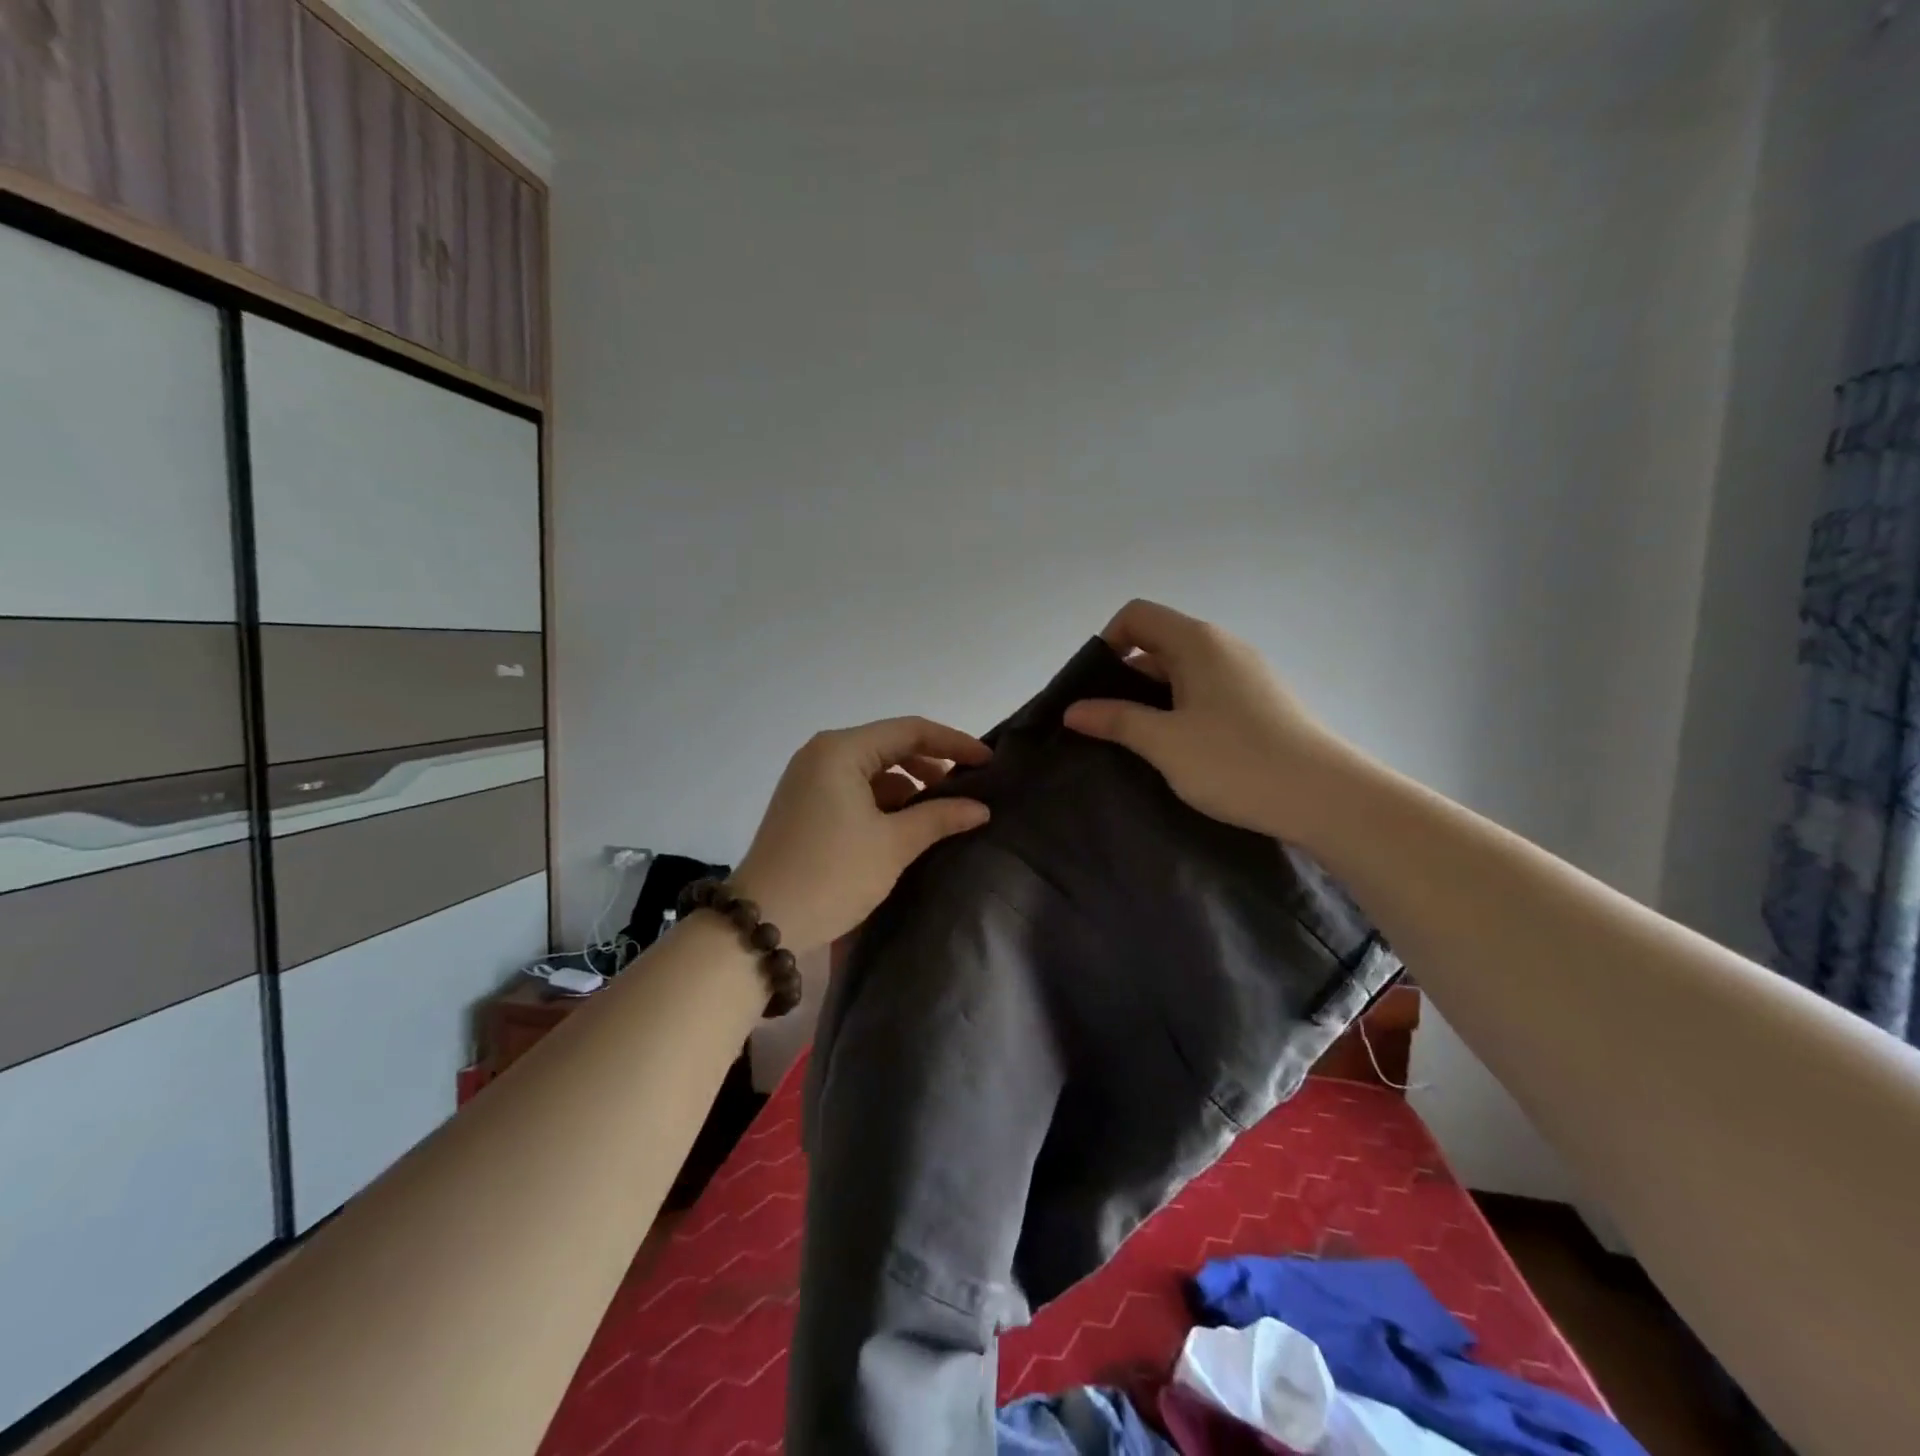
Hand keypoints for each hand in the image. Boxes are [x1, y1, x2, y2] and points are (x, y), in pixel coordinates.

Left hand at [731, 717, 991, 954]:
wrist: (763, 924)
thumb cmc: (832, 874)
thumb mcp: (893, 845)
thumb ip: (940, 817)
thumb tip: (981, 808)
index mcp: (841, 750)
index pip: (910, 731)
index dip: (954, 743)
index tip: (989, 761)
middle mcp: (822, 754)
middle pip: (890, 746)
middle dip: (932, 765)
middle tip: (969, 788)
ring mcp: (810, 779)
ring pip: (874, 770)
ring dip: (909, 787)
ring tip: (942, 812)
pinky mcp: (806, 804)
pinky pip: (856, 789)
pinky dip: (885, 802)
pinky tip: (907, 825)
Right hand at [1063, 599, 1343, 840]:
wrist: (1326, 798)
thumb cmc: (1236, 762)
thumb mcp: (1164, 742)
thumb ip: (1115, 720)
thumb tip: (1073, 709)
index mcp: (1198, 643)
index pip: (1137, 616)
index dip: (1107, 643)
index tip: (1094, 690)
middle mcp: (1223, 647)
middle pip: (1158, 644)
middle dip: (1124, 679)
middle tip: (1105, 725)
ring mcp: (1246, 675)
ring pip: (1182, 674)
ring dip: (1152, 701)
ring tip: (1136, 744)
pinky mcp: (1261, 703)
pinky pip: (1206, 695)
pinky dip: (1181, 713)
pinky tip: (1179, 753)